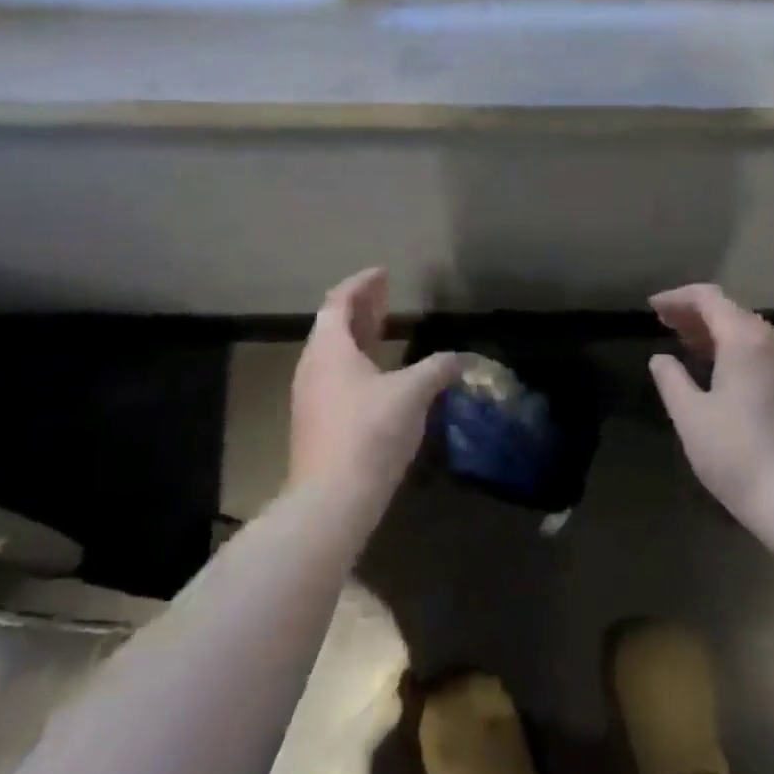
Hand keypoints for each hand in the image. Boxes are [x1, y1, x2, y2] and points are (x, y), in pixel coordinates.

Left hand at [291, 268, 461, 502]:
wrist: (331, 500)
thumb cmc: (370, 432)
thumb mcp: (412, 393)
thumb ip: (438, 369)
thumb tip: (463, 358)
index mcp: (329, 349)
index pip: (339, 301)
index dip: (361, 284)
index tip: (382, 273)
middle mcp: (313, 367)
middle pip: (333, 325)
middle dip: (361, 307)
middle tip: (386, 295)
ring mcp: (310, 397)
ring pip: (333, 353)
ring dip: (358, 336)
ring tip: (383, 329)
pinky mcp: (315, 424)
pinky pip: (334, 376)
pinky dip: (356, 362)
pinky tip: (378, 376)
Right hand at [647, 284, 773, 518]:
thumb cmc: (734, 453)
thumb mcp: (689, 415)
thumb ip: (671, 379)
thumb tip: (661, 359)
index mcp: (744, 340)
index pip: (708, 298)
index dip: (678, 298)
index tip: (653, 307)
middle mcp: (773, 343)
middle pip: (732, 312)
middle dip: (697, 314)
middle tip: (667, 325)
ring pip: (751, 334)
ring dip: (718, 333)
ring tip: (690, 346)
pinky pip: (766, 355)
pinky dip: (739, 352)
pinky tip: (724, 374)